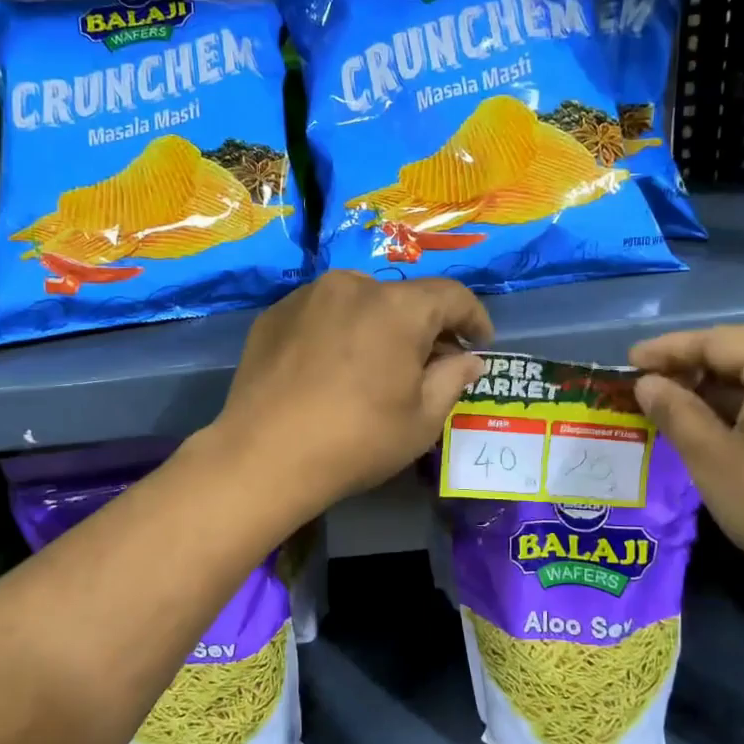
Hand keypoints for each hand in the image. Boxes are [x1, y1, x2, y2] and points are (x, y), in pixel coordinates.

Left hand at [219, 271, 491, 510]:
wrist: (264, 456)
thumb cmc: (356, 440)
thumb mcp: (421, 420)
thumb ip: (452, 379)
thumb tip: (467, 359)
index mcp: (397, 307)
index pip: (451, 296)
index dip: (473, 318)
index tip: (480, 343)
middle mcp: (352, 286)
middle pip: (402, 298)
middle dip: (424, 327)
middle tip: (428, 364)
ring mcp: (307, 297)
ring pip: (358, 302)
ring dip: (378, 326)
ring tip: (375, 365)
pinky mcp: (273, 315)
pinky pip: (321, 314)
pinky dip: (337, 332)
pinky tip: (331, 369)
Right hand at [630, 323, 743, 593]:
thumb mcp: (712, 458)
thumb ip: (675, 412)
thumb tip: (648, 384)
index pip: (716, 340)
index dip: (667, 350)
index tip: (629, 363)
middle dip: (697, 359)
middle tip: (656, 380)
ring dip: (724, 379)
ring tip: (683, 402)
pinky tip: (726, 421)